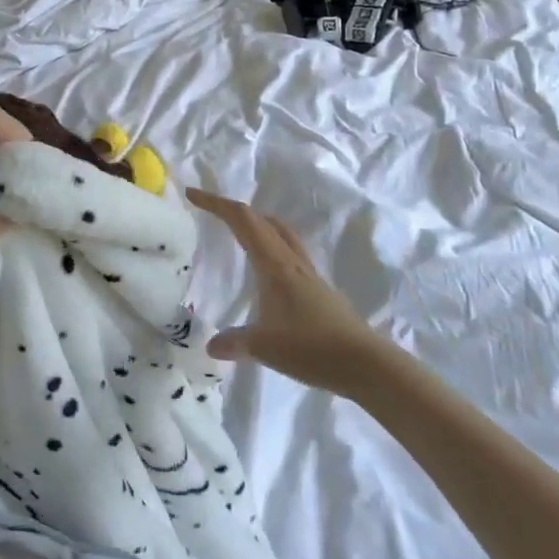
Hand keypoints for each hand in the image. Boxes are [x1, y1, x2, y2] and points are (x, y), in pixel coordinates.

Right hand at [187, 189, 397, 399]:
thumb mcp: (263, 346)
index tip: (192, 195)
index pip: (242, 221)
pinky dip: (271, 248)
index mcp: (274, 264)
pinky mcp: (319, 291)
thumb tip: (211, 344)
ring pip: (280, 234)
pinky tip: (267, 272)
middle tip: (212, 212)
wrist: (365, 364)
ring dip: (258, 225)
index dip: (216, 204)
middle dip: (235, 210)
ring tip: (240, 233)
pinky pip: (289, 255)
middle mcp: (292, 262)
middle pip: (262, 221)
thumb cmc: (311, 347)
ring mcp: (309, 275)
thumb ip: (234, 342)